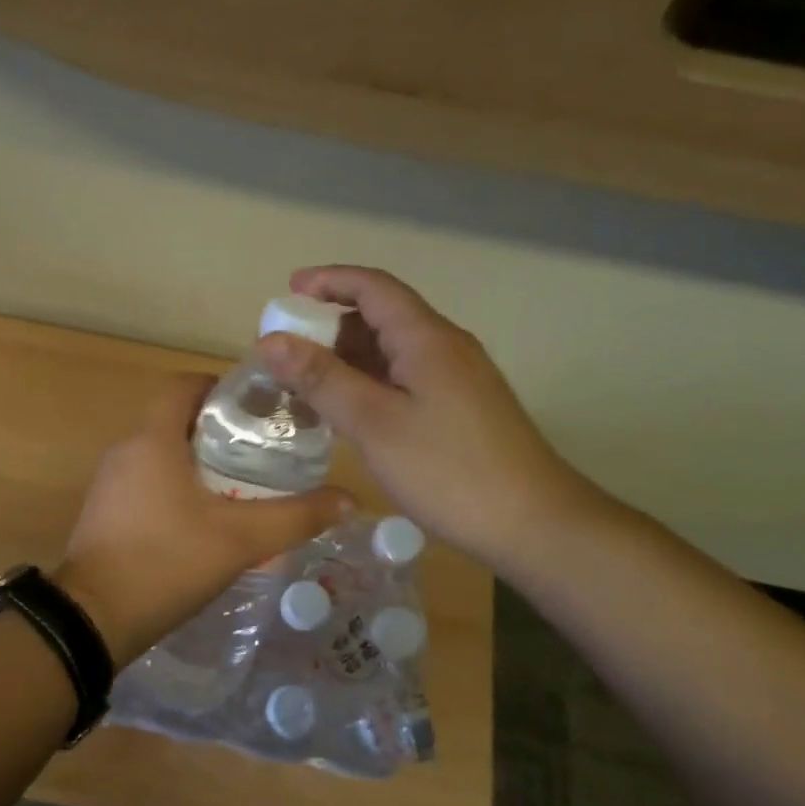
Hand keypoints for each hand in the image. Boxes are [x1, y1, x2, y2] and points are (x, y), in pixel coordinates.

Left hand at [56, 375, 348, 666]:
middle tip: (263, 451)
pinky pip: (147, 483)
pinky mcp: (105, 513)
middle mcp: (125, 451)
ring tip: (244, 485)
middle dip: (219, 430)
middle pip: (176, 420)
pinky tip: (205, 520)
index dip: (222, 387)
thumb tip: (348, 500)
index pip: (183, 385)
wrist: (93, 619)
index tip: (258, 409)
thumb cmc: (166, 562)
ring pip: (161, 454)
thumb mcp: (240, 540)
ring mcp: (110, 484)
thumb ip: (295, 517)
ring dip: (198, 462)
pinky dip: (176, 488)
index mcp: (152, 440)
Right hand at [257, 265, 600, 574]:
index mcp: (427, 338)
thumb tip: (270, 341)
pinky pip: (404, 379)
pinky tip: (346, 412)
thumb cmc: (448, 470)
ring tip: (304, 383)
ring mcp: (457, 379)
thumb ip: (322, 379)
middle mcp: (445, 347)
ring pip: (392, 352)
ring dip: (347, 359)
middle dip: (330, 325)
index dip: (328, 281)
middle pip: (381, 316)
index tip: (287, 292)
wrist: (534, 524)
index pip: (373, 287)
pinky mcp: (460, 409)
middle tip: (285, 350)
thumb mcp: (374, 423)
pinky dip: (368, 384)